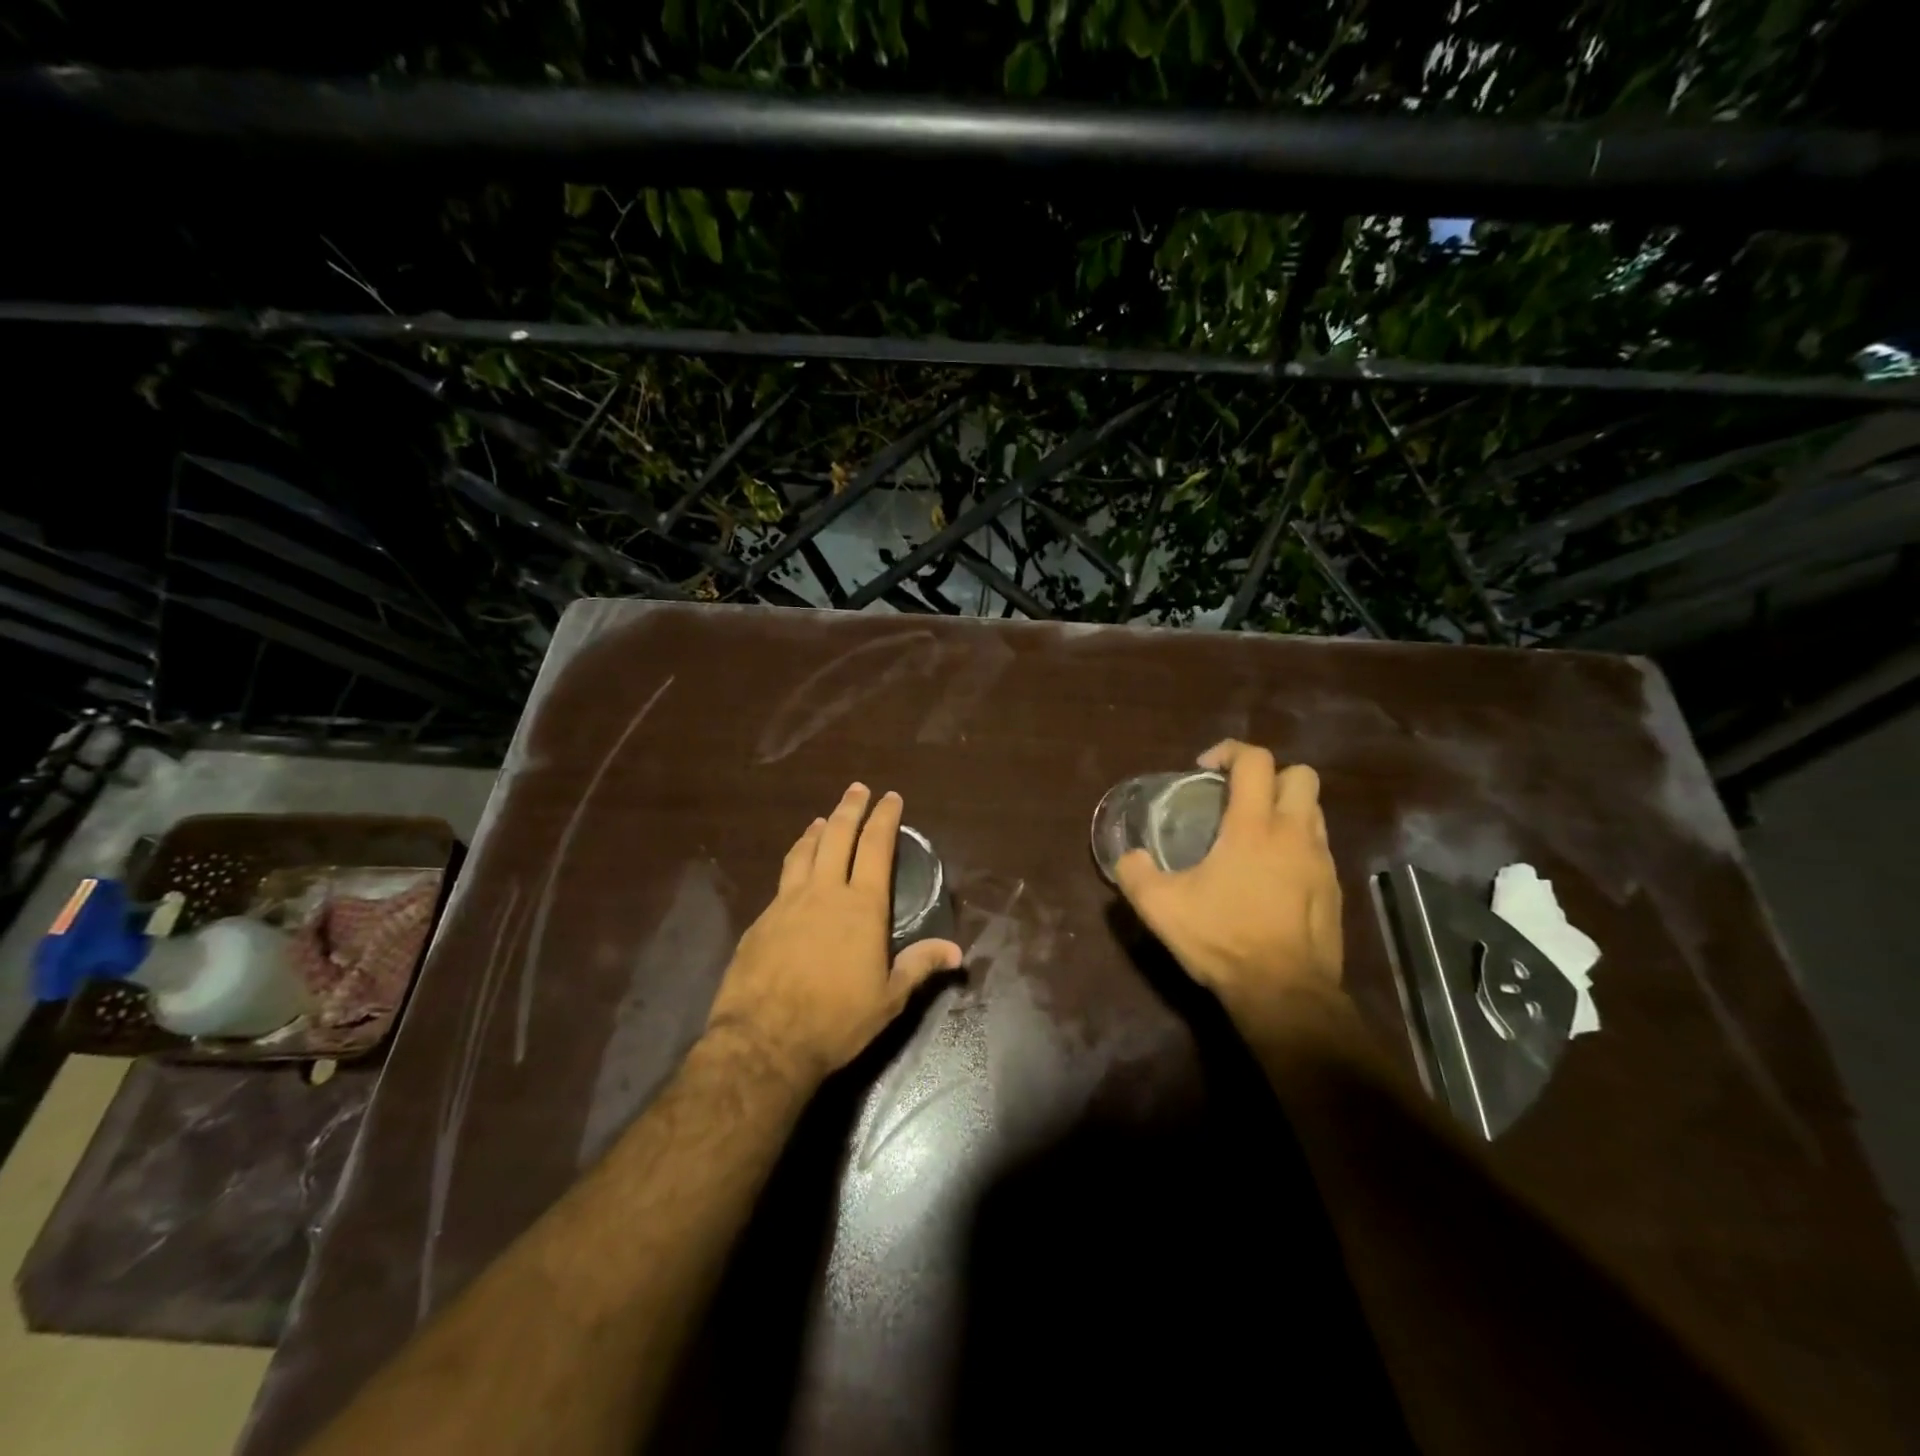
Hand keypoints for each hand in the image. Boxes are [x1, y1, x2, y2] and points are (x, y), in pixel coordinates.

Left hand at [706, 782, 961, 1089]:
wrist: (764, 1040)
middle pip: (837, 836)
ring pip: (804, 852)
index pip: (876, 847)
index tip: (890, 797)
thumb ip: (920, 966)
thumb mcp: (889, 998)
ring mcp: (787, 903)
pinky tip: (794, 869)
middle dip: (850, 808)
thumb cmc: (837, 1019)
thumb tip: (958, 952)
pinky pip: (783, 879)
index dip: (884, 818)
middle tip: (858, 789)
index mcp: (861, 906)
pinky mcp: (761, 920)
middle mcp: (824, 892)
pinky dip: (795, 861)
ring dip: (817, 830)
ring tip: (824, 819)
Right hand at [1116, 741, 1343, 1041]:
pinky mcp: (1334, 889)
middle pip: (1301, 775)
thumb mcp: (1161, 908)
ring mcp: (1321, 861)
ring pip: (1314, 810)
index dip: (1229, 751)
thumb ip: (1135, 874)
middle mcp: (1294, 833)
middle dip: (1269, 775)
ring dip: (1285, 809)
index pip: (1255, 760)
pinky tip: (1271, 875)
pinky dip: (1296, 845)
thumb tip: (1130, 857)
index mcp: (1254, 827)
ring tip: (1253, 835)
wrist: (1285, 994)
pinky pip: (1318, 847)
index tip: (1204, 769)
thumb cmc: (1223, 940)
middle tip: (1237, 798)